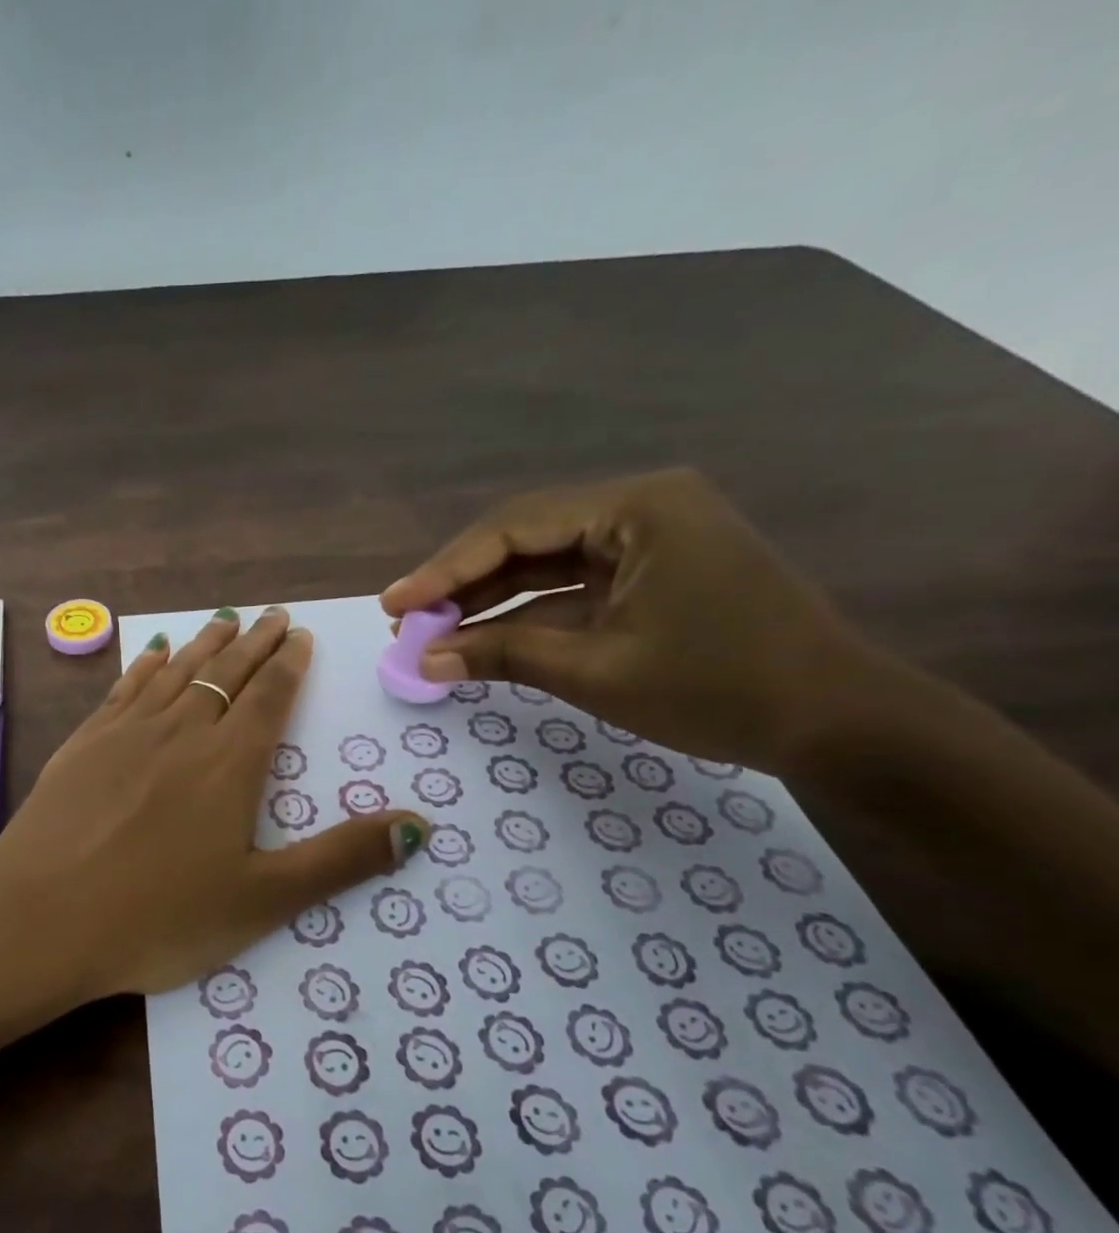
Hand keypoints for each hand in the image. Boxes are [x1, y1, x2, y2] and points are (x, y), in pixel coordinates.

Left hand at [0, 607, 424, 1005]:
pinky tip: (152, 651)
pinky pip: (124, 689)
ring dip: (204, 644)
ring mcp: (126, 734)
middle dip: (253, 643)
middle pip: (225, 674)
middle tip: (273, 615)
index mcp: (229, 765)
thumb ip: (341, 859)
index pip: (269, 699)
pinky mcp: (83, 744)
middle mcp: (181, 733)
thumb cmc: (158, 917)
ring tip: (225, 619)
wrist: (41, 919)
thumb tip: (420, 825)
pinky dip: (145, 665)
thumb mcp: (263, 900)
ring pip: (176, 672)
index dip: (289, 665)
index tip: (300, 636)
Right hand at [381, 469, 884, 772]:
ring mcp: (649, 542)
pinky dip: (526, 615)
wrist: (839, 724)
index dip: (444, 570)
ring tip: (430, 635)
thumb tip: (423, 662)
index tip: (394, 606)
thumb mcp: (596, 672)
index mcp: (637, 509)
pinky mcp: (652, 576)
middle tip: (405, 622)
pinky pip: (571, 589)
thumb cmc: (720, 689)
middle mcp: (641, 509)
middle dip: (460, 583)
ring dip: (487, 601)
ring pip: (543, 565)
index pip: (514, 529)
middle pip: (524, 539)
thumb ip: (503, 655)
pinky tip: (481, 639)